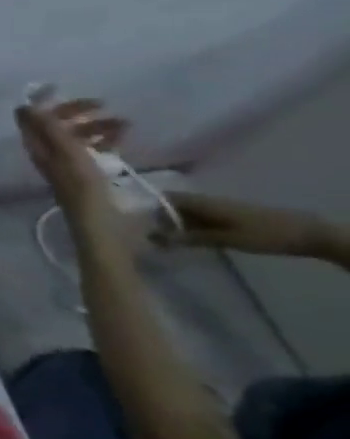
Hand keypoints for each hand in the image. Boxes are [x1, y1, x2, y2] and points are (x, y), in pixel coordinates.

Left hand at [15, 99, 126, 209]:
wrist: (101, 223)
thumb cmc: (82, 186)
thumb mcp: (66, 153)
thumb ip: (48, 129)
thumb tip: (24, 105)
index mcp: (36, 146)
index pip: (32, 117)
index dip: (46, 102)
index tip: (63, 89)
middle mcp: (47, 152)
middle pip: (57, 124)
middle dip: (78, 113)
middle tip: (104, 105)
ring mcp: (67, 162)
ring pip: (78, 135)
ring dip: (97, 126)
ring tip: (125, 125)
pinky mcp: (86, 171)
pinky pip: (92, 149)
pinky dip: (105, 141)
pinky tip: (123, 139)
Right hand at [155, 192, 337, 259]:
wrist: (307, 234)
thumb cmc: (264, 234)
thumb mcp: (227, 239)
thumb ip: (191, 237)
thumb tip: (155, 237)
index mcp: (201, 202)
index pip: (163, 199)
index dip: (145, 207)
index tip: (131, 221)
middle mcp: (204, 201)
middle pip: (171, 205)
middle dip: (156, 217)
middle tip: (143, 234)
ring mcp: (216, 209)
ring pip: (184, 212)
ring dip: (171, 223)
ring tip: (160, 239)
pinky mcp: (226, 217)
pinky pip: (197, 218)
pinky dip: (186, 226)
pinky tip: (185, 240)